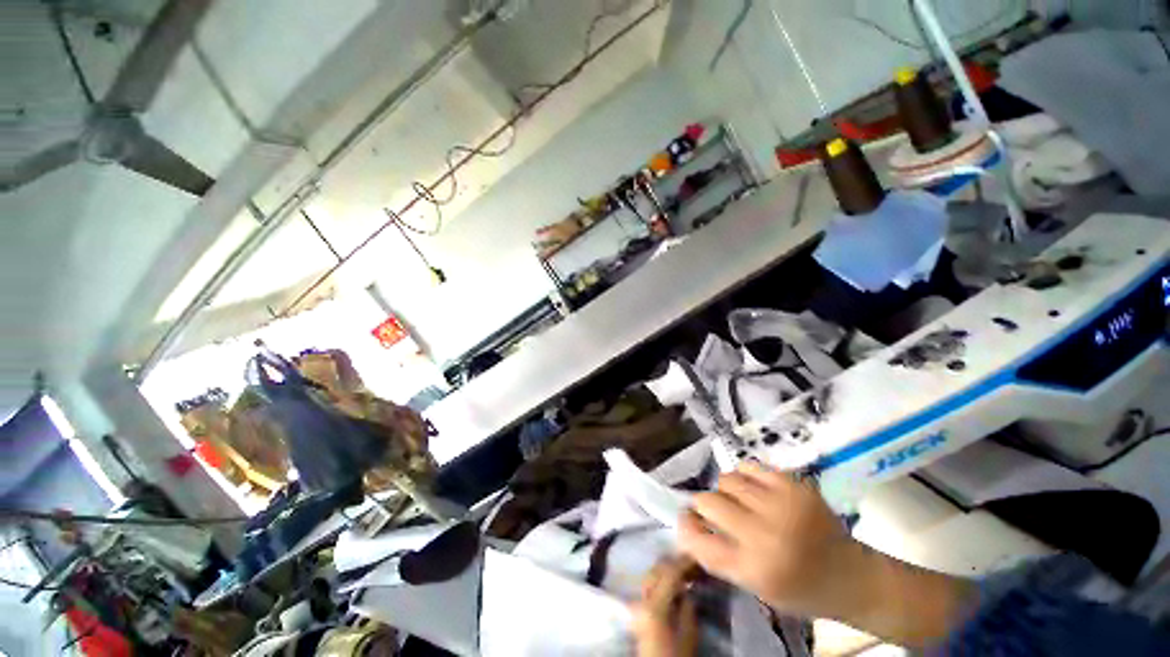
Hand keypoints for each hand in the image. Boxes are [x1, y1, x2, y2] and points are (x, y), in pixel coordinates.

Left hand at [630, 556, 699, 656]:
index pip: (669, 572)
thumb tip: (689, 588)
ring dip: (666, 570)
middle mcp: (641, 598)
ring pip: (651, 575)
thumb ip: (688, 607)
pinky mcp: (637, 609)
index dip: (684, 562)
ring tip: (684, 571)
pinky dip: (660, 580)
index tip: (698, 555)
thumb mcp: (689, 635)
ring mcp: (636, 603)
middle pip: (656, 570)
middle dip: (673, 562)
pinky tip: (673, 583)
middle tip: (691, 562)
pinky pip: (649, 586)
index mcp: (653, 604)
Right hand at [679, 461, 974, 647]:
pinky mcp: (794, 484)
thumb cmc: (801, 590)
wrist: (854, 577)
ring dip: (725, 490)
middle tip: (713, 509)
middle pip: (708, 501)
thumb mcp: (756, 586)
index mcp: (754, 568)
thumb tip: (689, 523)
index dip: (685, 525)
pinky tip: (752, 487)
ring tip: (738, 500)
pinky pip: (750, 465)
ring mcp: (781, 504)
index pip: (698, 539)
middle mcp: (764, 534)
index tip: (686, 519)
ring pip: (727, 479)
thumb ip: (720, 555)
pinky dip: (744, 475)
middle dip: (703, 504)